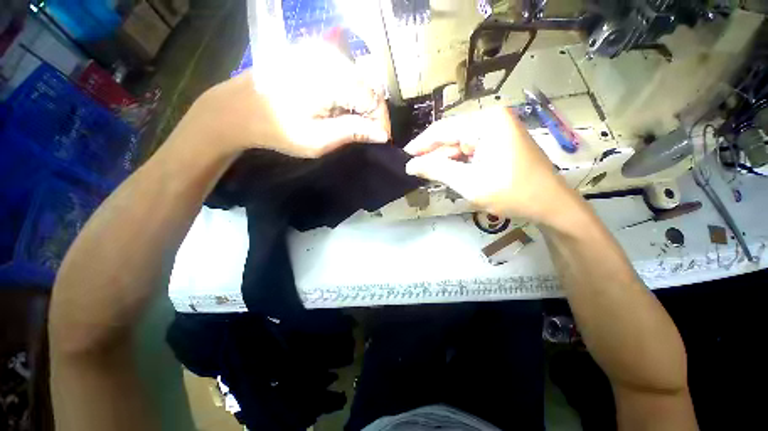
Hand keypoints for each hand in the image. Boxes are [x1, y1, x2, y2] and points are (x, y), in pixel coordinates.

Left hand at [188, 41, 389, 157]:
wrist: (239, 109)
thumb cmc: (278, 129)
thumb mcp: (318, 140)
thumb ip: (352, 132)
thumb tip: (382, 134)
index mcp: (331, 78)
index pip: (373, 99)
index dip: (381, 122)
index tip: (381, 140)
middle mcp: (329, 57)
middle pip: (368, 87)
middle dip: (373, 114)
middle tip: (369, 135)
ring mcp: (319, 52)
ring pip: (358, 81)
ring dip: (361, 105)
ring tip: (355, 126)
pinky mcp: (312, 54)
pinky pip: (344, 75)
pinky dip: (349, 95)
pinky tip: (342, 110)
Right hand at [404, 107, 570, 222]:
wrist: (550, 205)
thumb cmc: (511, 192)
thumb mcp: (468, 183)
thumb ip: (436, 170)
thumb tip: (410, 165)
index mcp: (486, 122)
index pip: (443, 130)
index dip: (421, 145)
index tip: (404, 157)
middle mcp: (492, 120)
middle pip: (452, 137)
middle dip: (434, 155)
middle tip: (415, 170)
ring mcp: (498, 131)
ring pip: (460, 145)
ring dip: (446, 161)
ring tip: (429, 175)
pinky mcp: (500, 143)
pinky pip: (471, 151)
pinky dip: (459, 163)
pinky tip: (448, 173)